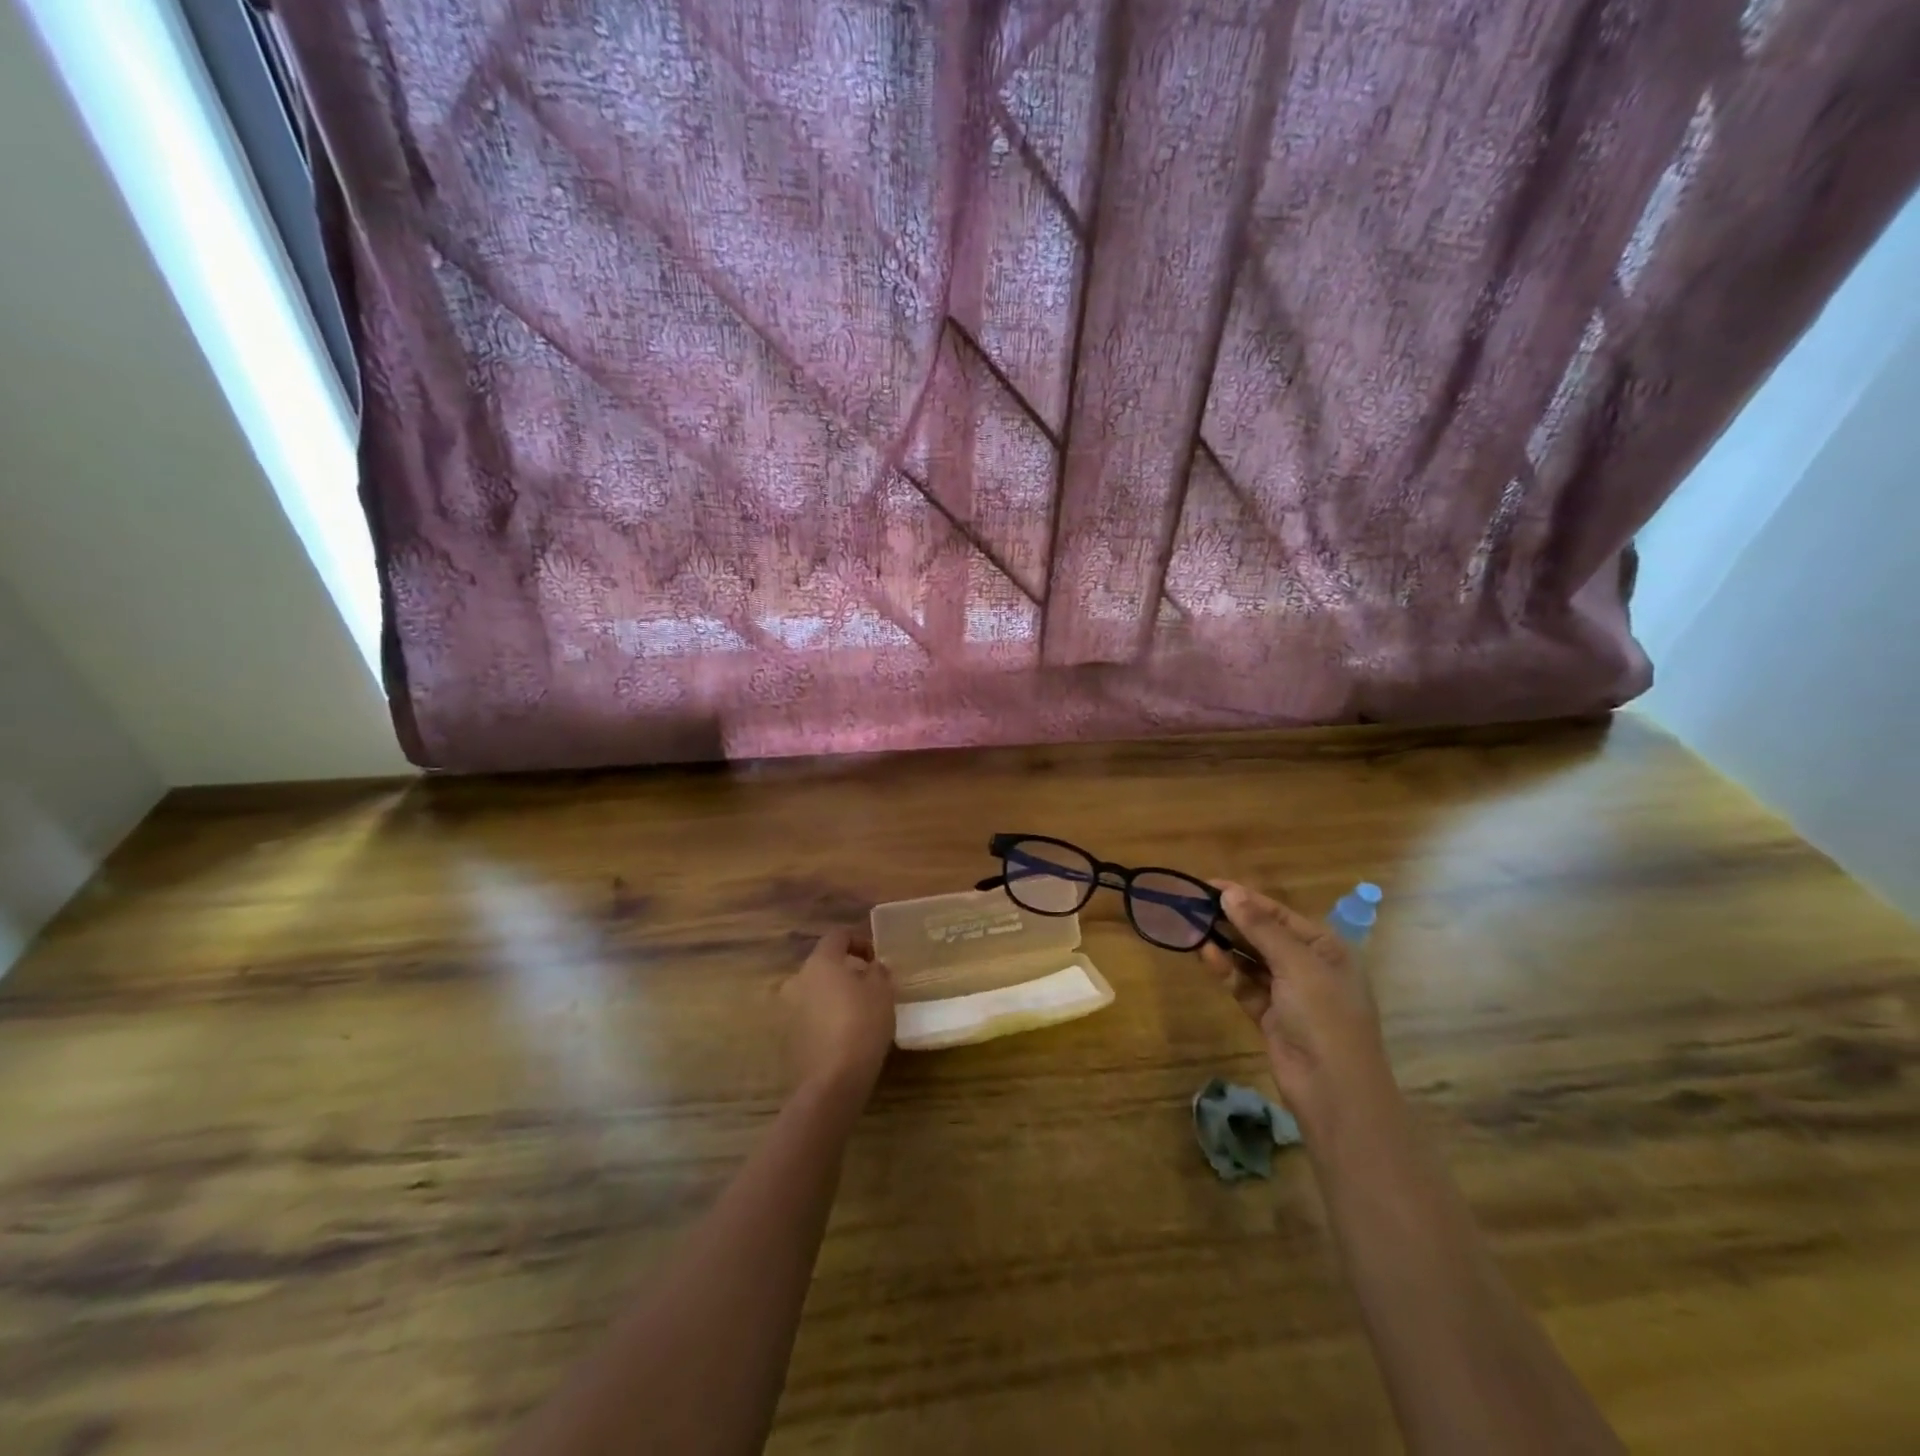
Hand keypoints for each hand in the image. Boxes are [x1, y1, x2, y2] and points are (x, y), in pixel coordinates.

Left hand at [780, 928, 894, 1100]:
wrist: (832, 1081)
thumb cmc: (862, 1024)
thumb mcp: (882, 992)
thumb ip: (878, 971)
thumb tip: (872, 967)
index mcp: (820, 962)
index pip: (837, 936)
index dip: (859, 941)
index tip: (875, 959)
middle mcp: (796, 980)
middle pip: (823, 965)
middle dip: (845, 972)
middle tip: (869, 987)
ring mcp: (786, 1010)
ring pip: (814, 992)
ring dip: (833, 996)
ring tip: (857, 1013)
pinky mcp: (785, 1037)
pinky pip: (808, 1017)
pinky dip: (823, 1018)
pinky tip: (842, 1035)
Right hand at [1200, 882, 1394, 1133]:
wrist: (1334, 1090)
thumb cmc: (1325, 1016)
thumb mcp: (1296, 965)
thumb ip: (1261, 928)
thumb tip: (1229, 893)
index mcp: (1326, 948)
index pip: (1279, 914)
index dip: (1245, 898)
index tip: (1208, 885)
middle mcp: (1309, 966)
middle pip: (1263, 935)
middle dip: (1232, 921)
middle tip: (1193, 906)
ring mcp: (1289, 993)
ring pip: (1251, 960)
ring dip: (1226, 945)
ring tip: (1193, 928)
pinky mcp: (1270, 1016)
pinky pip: (1244, 984)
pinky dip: (1227, 971)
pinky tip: (1206, 956)